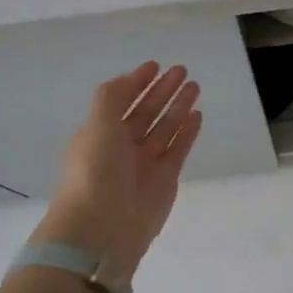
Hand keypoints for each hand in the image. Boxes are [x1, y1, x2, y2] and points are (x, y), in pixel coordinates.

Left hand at [40, 62, 202, 282]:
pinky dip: (187, 131)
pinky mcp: (165, 179)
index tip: (155, 65)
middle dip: (162, 90)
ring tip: (195, 86)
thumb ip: (112, 97)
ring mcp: (145, 163)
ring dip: (178, 106)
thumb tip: (129, 80)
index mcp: (100, 133)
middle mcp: (122, 146)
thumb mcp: (97, 125)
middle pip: (146, 111)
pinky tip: (197, 114)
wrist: (103, 227)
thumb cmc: (95, 171)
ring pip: (165, 127)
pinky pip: (178, 148)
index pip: (121, 100)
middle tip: (182, 70)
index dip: (137, 82)